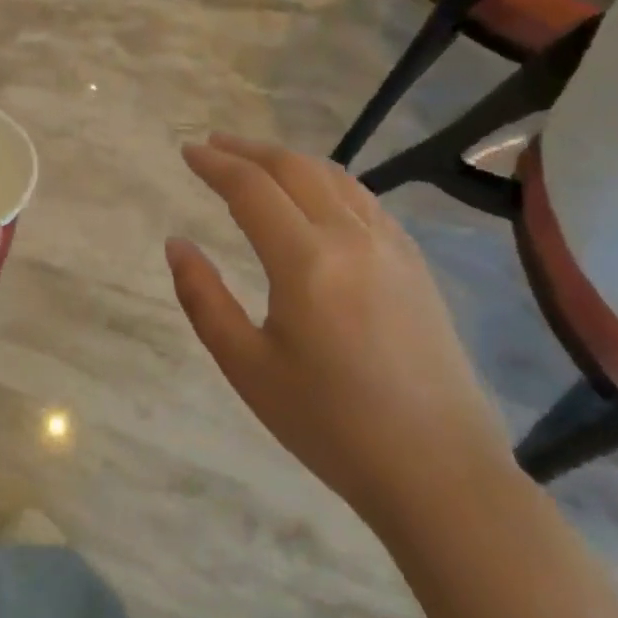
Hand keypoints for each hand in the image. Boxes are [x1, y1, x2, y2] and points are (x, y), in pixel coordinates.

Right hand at [166, 134, 516, 525]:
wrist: (440, 473)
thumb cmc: (332, 425)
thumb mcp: (248, 367)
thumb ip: (203, 298)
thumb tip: (177, 244)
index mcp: (306, 262)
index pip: (251, 188)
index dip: (215, 164)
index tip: (187, 151)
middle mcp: (351, 238)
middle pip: (293, 168)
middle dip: (247, 150)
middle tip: (213, 144)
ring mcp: (391, 246)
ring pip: (333, 177)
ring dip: (288, 159)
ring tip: (256, 160)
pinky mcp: (415, 263)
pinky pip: (364, 199)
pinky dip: (327, 180)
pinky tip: (315, 193)